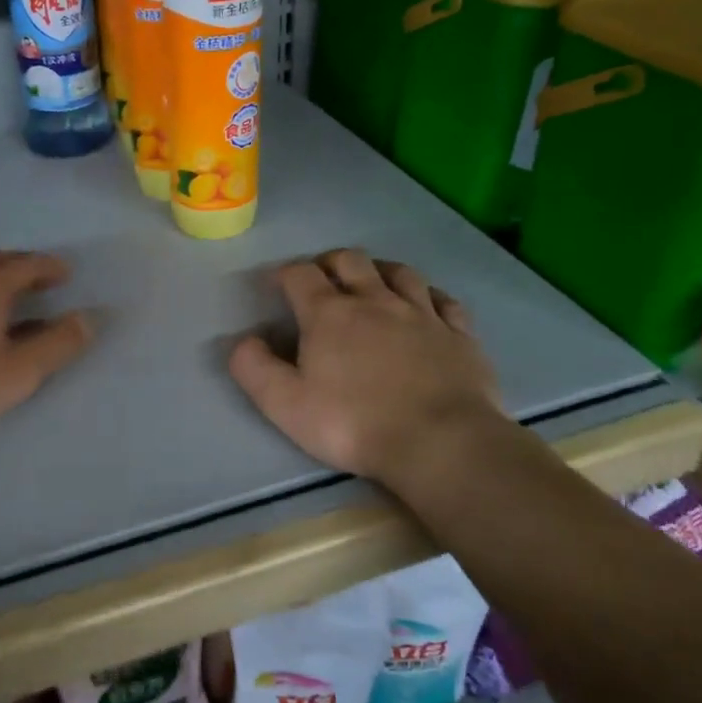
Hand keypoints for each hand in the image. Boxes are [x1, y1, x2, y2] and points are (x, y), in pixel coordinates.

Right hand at [228, 249, 503, 486]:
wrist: (441, 442)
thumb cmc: (354, 424)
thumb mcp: (286, 405)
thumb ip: (254, 369)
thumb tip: (242, 341)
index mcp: (329, 314)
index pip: (300, 275)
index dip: (284, 274)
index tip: (275, 286)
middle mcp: (375, 301)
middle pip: (350, 261)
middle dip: (330, 263)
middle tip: (322, 280)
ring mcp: (422, 314)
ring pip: (400, 272)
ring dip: (379, 271)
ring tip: (371, 283)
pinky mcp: (459, 334)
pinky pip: (444, 300)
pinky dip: (429, 296)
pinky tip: (426, 305)